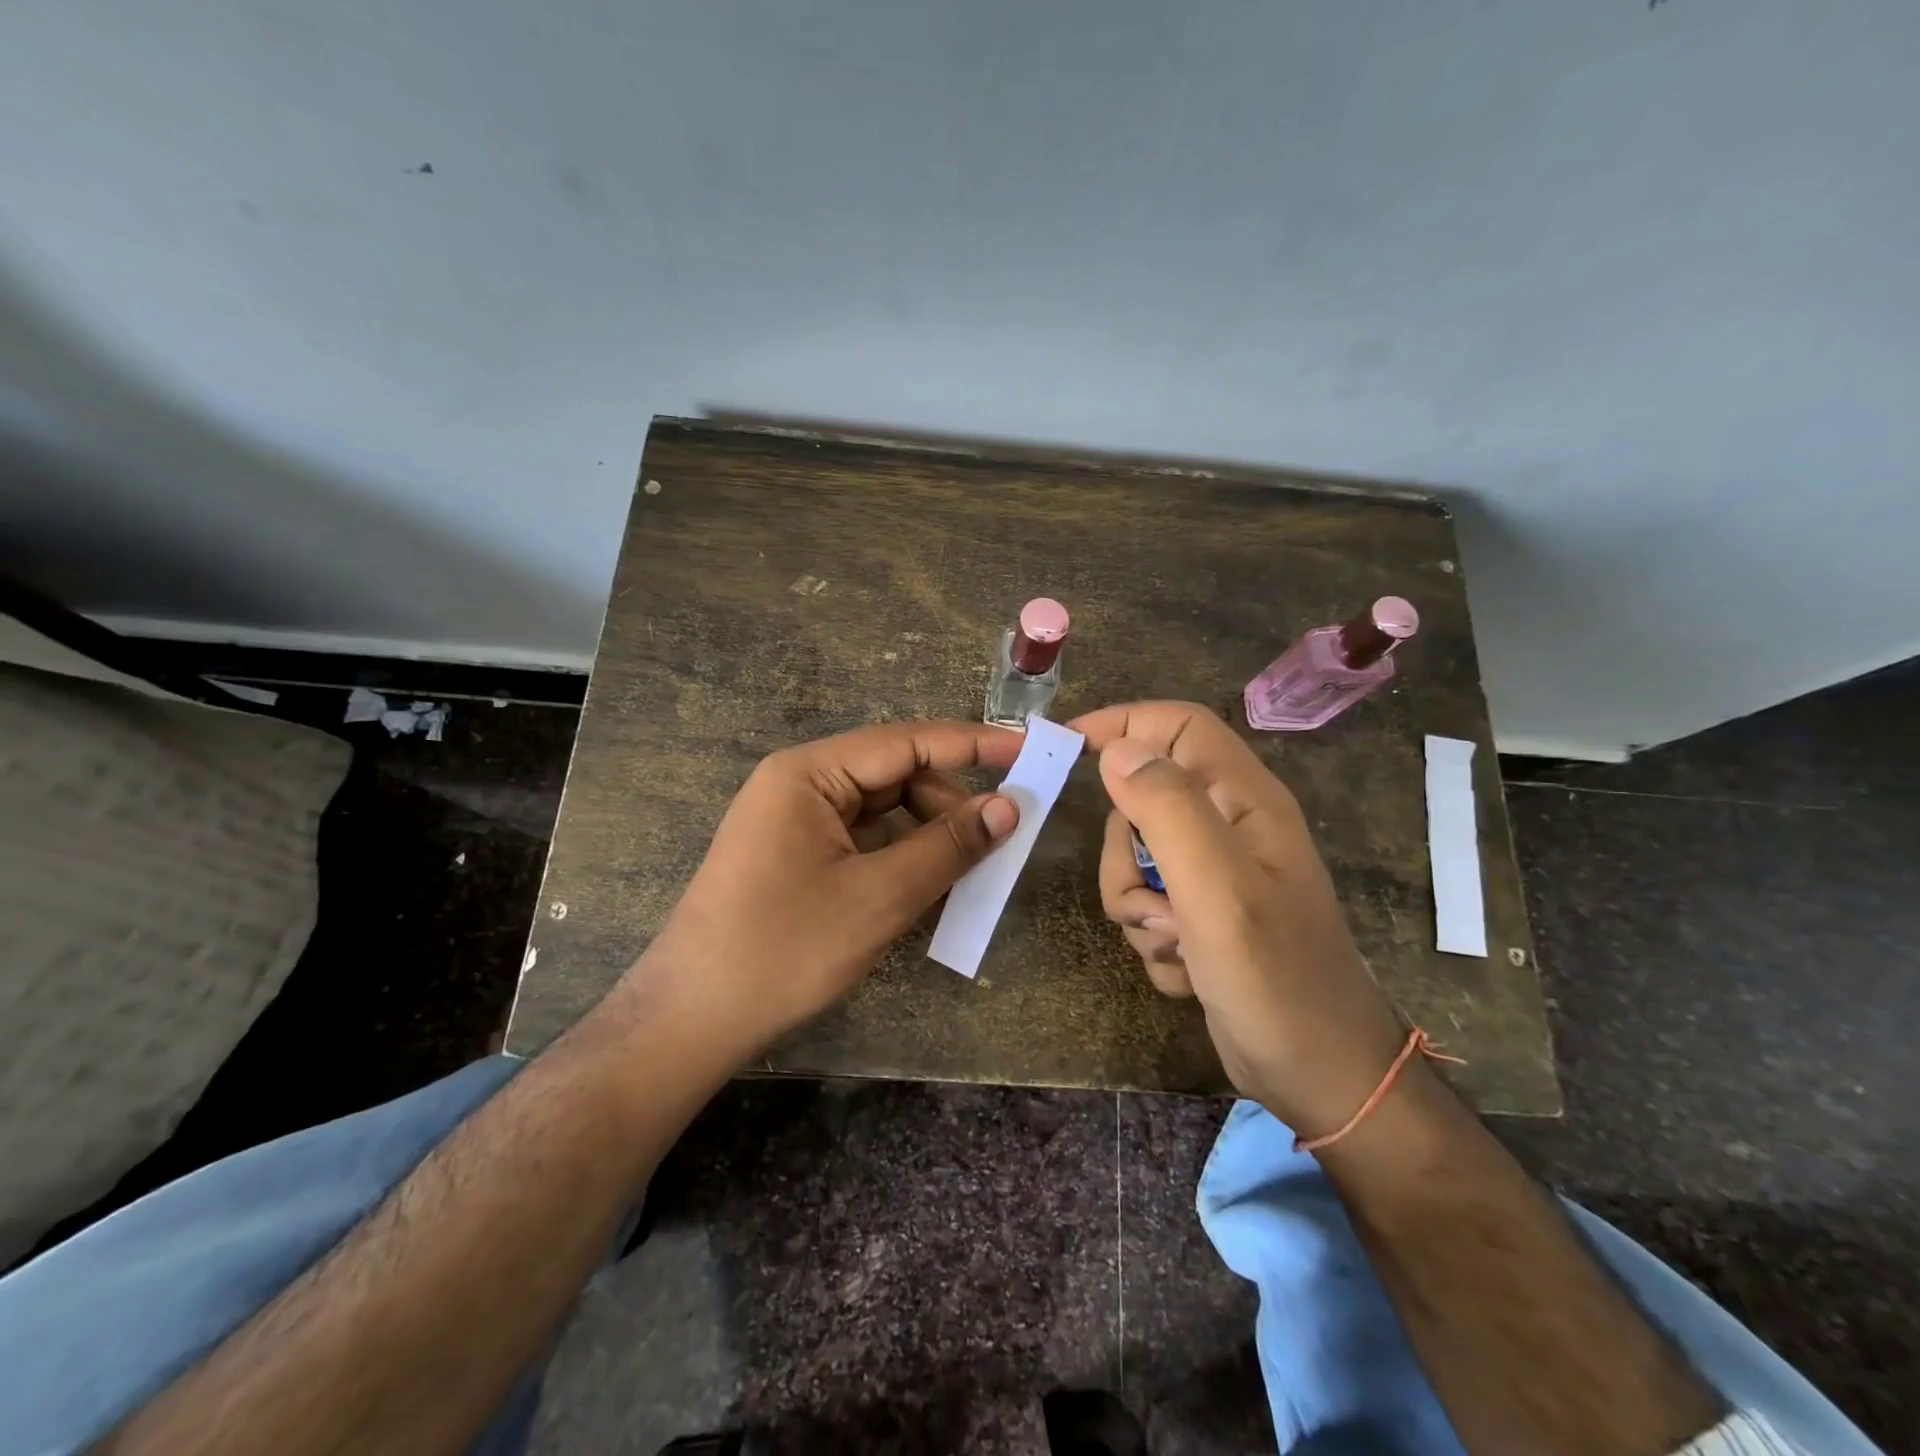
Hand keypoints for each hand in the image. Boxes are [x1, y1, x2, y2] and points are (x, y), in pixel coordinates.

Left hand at [626, 720, 1021, 1056]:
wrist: (691, 1021)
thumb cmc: (784, 950)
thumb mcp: (879, 897)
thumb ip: (947, 846)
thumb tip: (1008, 808)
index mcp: (809, 773)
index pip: (906, 742)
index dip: (972, 745)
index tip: (1028, 750)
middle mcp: (800, 785)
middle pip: (895, 776)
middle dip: (948, 803)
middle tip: (999, 839)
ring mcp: (794, 822)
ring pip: (882, 811)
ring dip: (928, 835)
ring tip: (968, 871)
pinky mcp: (795, 856)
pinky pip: (863, 841)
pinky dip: (900, 857)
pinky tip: (928, 886)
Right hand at [1070, 701, 1406, 1135]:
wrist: (1320, 1077)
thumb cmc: (1277, 978)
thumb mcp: (1219, 889)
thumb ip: (1168, 810)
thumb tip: (1117, 750)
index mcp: (1243, 800)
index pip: (1177, 725)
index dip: (1123, 722)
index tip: (1066, 746)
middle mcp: (1228, 828)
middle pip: (1140, 801)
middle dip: (1124, 853)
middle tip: (1150, 898)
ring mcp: (1213, 875)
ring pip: (1133, 861)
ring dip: (1137, 906)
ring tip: (1176, 941)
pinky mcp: (1201, 916)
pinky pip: (1145, 906)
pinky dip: (1153, 939)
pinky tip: (1190, 969)